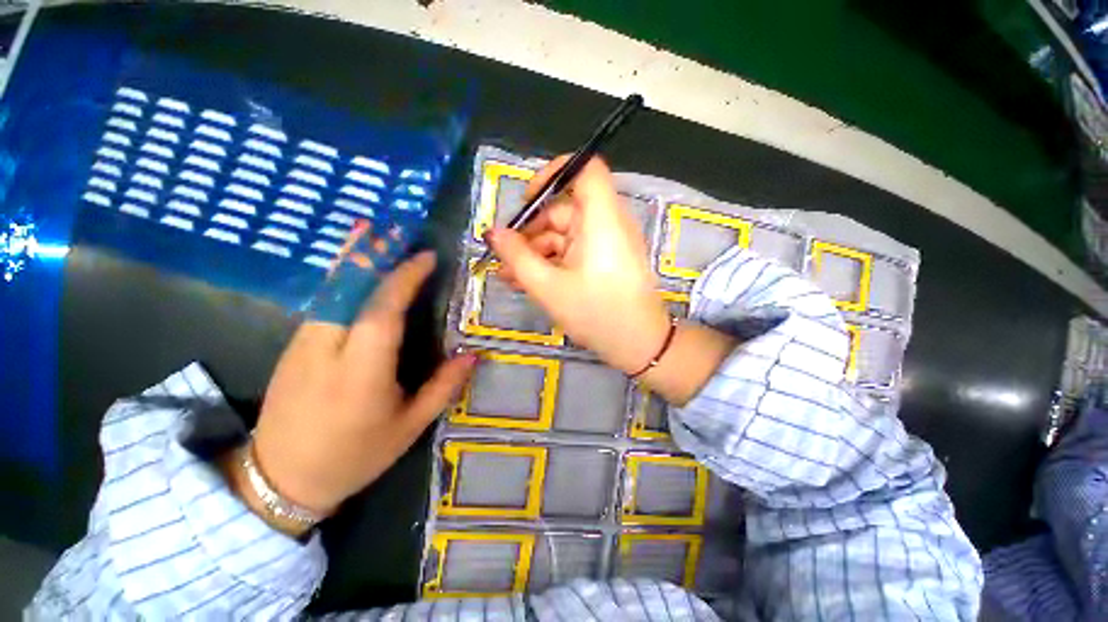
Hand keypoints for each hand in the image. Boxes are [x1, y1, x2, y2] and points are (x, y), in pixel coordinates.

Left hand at [239, 252, 475, 531]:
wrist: (278, 481)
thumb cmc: (354, 456)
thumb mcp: (408, 427)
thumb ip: (442, 388)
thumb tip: (472, 355)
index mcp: (361, 374)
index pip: (383, 312)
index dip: (404, 279)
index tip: (426, 257)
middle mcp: (327, 350)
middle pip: (347, 289)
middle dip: (370, 252)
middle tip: (391, 224)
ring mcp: (302, 345)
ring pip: (331, 291)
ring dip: (353, 258)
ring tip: (371, 232)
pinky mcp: (292, 346)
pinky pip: (324, 302)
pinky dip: (342, 278)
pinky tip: (355, 269)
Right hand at [490, 156, 671, 374]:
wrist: (638, 345)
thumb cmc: (596, 313)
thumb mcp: (548, 287)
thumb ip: (517, 257)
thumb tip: (493, 233)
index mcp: (601, 219)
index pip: (585, 168)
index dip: (553, 173)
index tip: (528, 200)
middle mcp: (606, 223)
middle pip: (564, 209)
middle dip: (531, 230)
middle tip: (505, 255)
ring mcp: (606, 243)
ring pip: (564, 235)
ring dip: (536, 252)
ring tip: (509, 275)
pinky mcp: (604, 259)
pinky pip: (573, 251)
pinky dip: (551, 261)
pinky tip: (527, 281)